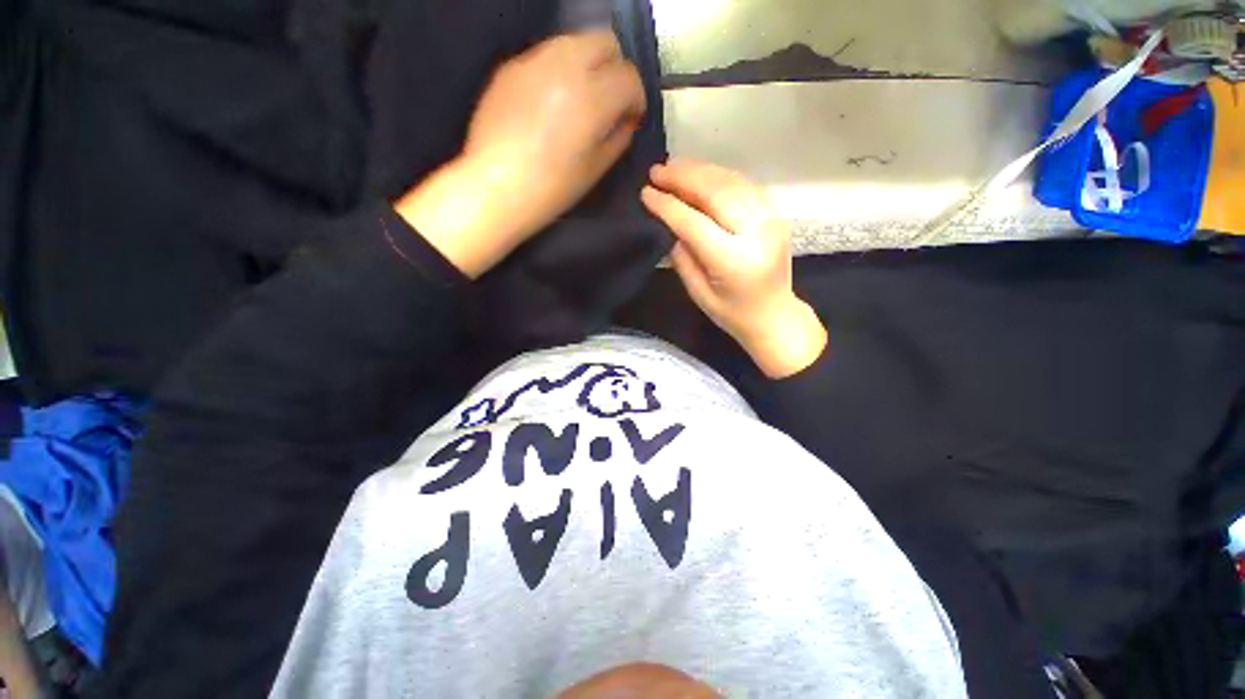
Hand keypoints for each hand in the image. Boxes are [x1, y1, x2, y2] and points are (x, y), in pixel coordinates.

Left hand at [396, 30, 646, 277]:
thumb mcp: (596, 168)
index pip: (629, 76)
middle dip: (615, 69)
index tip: (631, 117)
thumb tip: (625, 120)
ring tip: (581, 100)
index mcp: (592, 97)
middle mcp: (565, 66)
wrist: (498, 187)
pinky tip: (552, 103)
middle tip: (610, 100)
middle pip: (604, 42)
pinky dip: (559, 72)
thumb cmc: (553, 188)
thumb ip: (618, 137)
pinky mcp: (512, 67)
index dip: (636, 98)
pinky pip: (546, 57)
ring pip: (574, 43)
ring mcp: (534, 61)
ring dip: (587, 66)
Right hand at [641, 159, 826, 378]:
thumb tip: (670, 222)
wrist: (774, 315)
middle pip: (715, 192)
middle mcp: (755, 232)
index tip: (646, 192)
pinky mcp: (775, 213)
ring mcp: (770, 219)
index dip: (667, 205)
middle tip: (657, 171)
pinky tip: (702, 175)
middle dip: (682, 178)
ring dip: (700, 170)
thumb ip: (682, 256)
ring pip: (731, 181)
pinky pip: (744, 184)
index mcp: (733, 260)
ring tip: (674, 167)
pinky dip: (720, 175)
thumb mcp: (698, 292)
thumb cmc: (732, 312)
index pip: (694, 222)